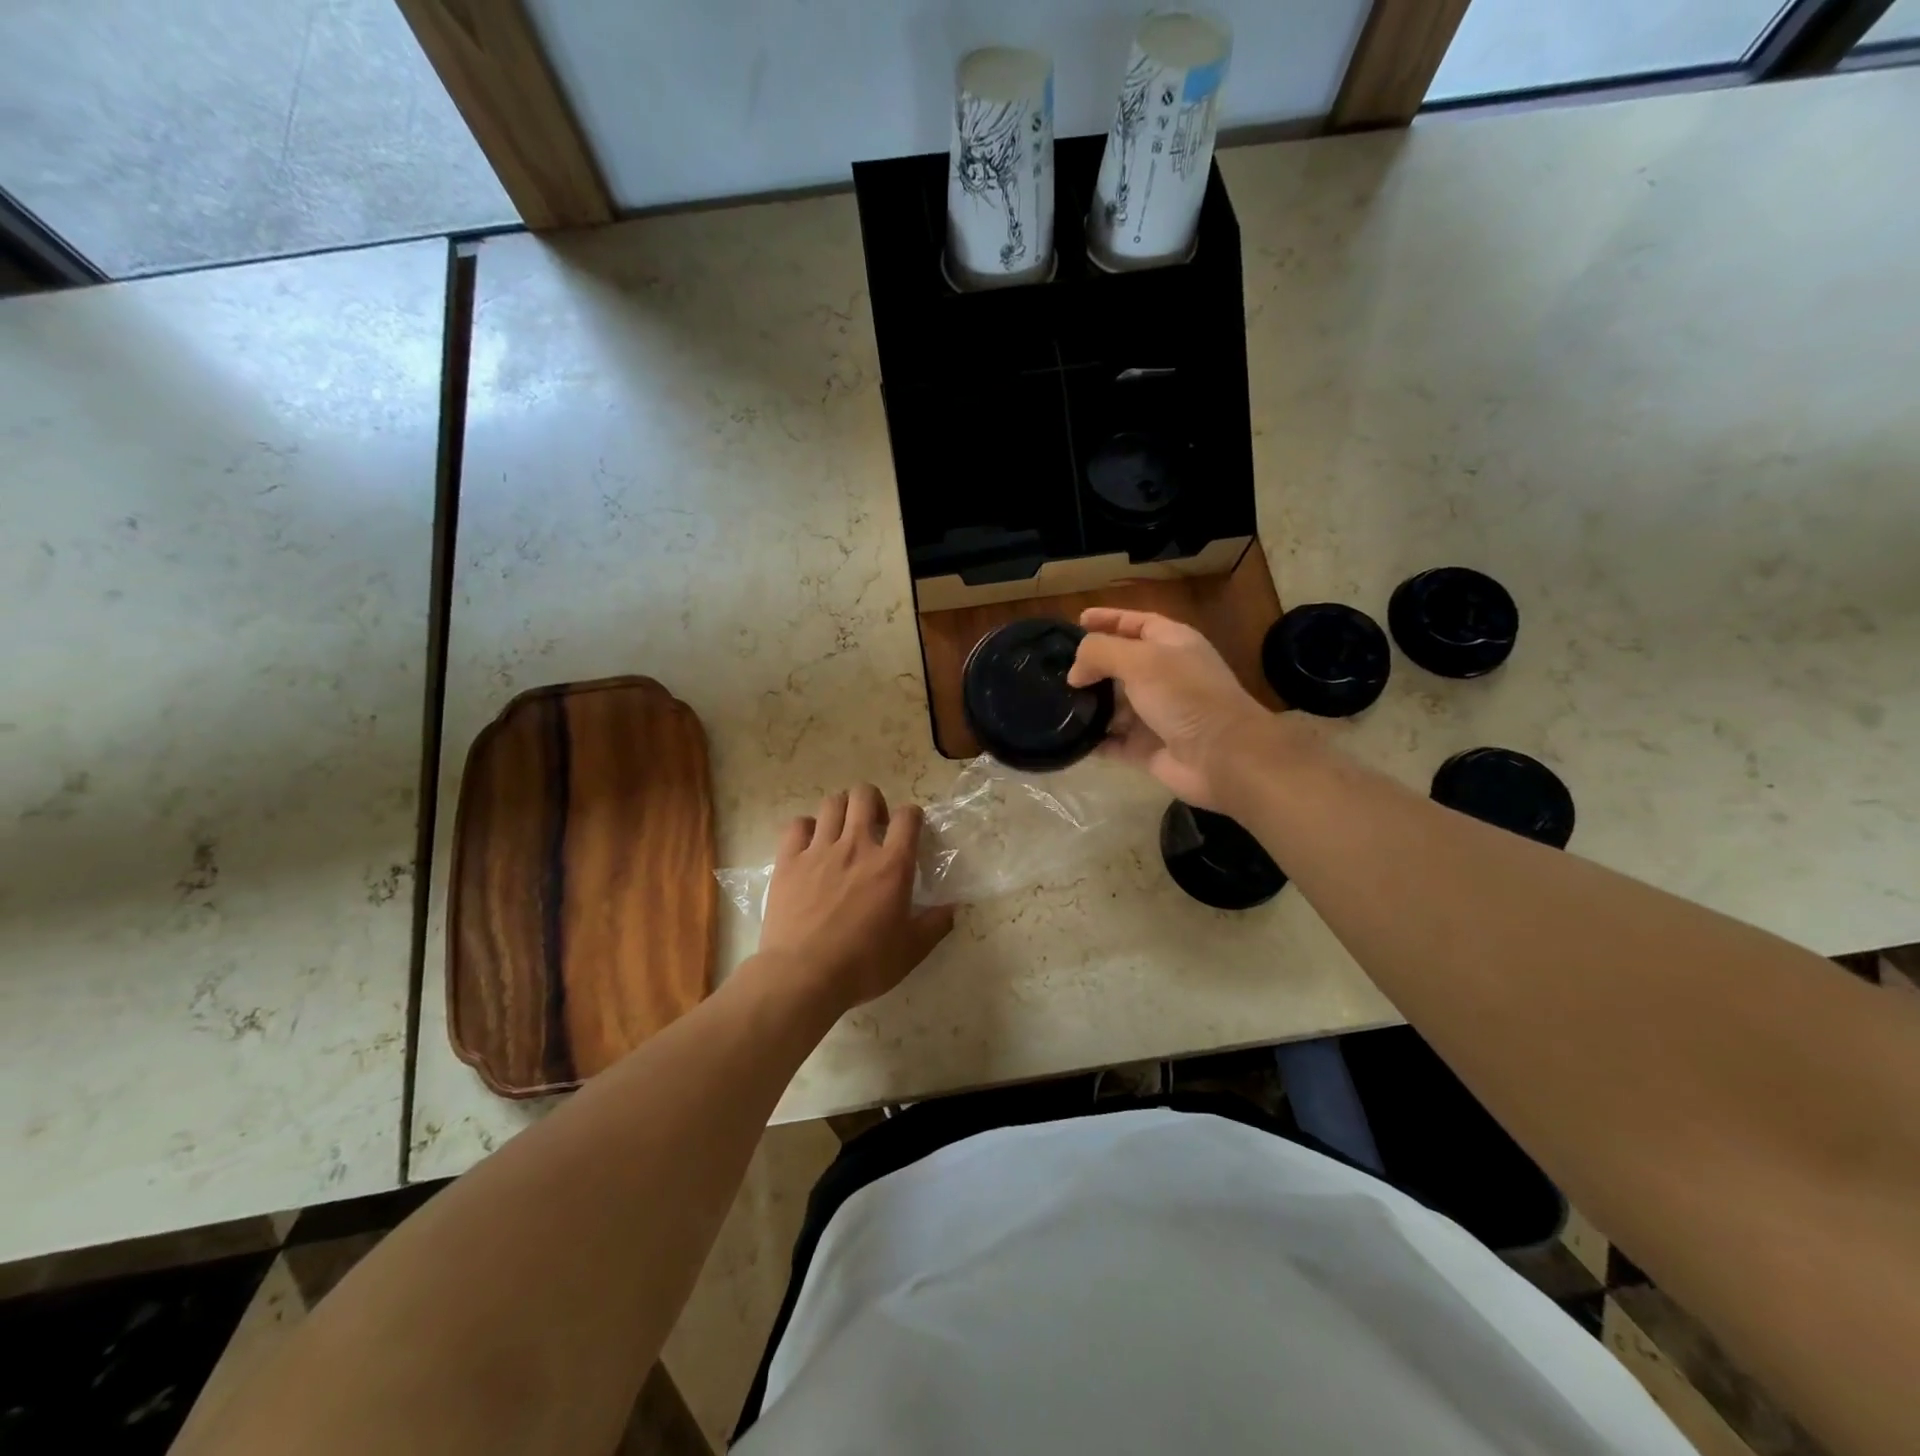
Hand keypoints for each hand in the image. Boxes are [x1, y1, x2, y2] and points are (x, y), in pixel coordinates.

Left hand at [755, 785, 954, 1014]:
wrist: (803, 975)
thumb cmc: (863, 964)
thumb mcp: (911, 951)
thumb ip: (935, 925)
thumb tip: (953, 907)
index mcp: (892, 865)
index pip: (908, 816)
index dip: (912, 816)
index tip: (909, 831)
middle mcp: (857, 846)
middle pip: (865, 795)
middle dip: (873, 802)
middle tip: (874, 826)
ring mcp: (819, 850)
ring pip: (832, 803)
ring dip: (842, 810)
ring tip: (842, 831)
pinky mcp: (789, 860)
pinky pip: (797, 825)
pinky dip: (806, 828)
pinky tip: (810, 845)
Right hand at [1068, 609, 1277, 810]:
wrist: (1222, 756)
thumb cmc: (1185, 696)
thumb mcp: (1140, 660)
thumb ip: (1100, 653)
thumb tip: (1075, 672)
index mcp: (1172, 643)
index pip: (1136, 623)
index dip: (1108, 618)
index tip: (1077, 621)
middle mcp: (1165, 675)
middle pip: (1121, 664)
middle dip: (1091, 665)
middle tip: (1056, 669)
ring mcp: (1157, 713)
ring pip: (1114, 704)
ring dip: (1089, 704)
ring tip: (1055, 703)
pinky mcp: (1148, 747)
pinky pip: (1113, 741)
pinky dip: (1094, 740)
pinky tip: (1069, 737)